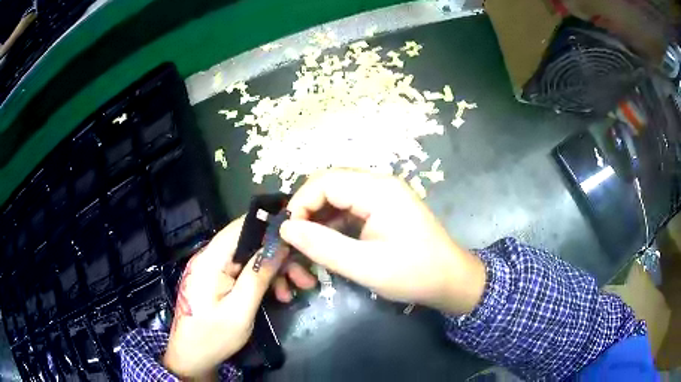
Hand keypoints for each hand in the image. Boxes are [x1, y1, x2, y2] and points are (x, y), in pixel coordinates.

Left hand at [162, 217, 284, 379]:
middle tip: (304, 276)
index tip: (297, 236)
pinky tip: (279, 296)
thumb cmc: (213, 337)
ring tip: (293, 293)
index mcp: (211, 260)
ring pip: (251, 259)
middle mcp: (211, 258)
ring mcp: (215, 269)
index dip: (269, 226)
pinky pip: (245, 272)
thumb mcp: (240, 311)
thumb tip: (279, 246)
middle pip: (250, 244)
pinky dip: (264, 281)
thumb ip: (257, 277)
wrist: (193, 356)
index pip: (240, 227)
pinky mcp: (219, 280)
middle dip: (279, 258)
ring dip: (275, 272)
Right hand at [279, 169, 486, 315]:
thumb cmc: (413, 274)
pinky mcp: (383, 208)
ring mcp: (383, 195)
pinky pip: (349, 207)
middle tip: (294, 238)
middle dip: (307, 208)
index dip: (300, 203)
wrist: (450, 280)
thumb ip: (323, 246)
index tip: (287, 233)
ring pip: (337, 195)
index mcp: (378, 190)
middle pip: (330, 184)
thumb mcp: (365, 266)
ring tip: (307, 243)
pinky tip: (326, 242)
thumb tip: (286, 229)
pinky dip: (333, 223)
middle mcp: (379, 184)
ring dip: (318, 216)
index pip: (325, 182)